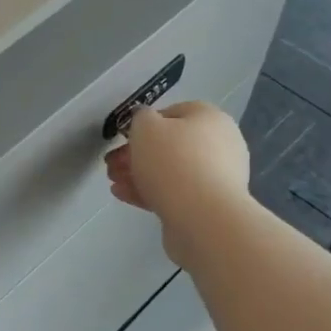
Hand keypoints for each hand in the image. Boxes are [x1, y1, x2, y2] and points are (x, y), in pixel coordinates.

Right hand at [105, 102, 254, 265]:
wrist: (203, 217)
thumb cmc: (173, 161)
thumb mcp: (146, 127)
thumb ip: (140, 118)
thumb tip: (145, 120)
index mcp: (210, 119)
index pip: (173, 113)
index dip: (144, 124)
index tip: (124, 138)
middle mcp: (219, 145)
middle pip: (170, 145)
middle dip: (136, 154)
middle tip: (112, 163)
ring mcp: (216, 178)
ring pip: (170, 171)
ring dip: (139, 174)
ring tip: (113, 182)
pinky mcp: (208, 206)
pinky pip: (174, 193)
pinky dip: (149, 192)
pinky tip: (123, 194)